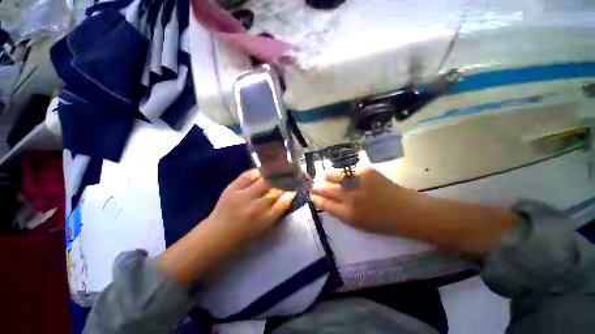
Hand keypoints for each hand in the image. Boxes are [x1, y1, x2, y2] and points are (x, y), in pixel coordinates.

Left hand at [205, 169, 296, 245]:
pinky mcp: (232, 188)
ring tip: (278, 171)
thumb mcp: (262, 229)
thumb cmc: (242, 236)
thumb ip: (274, 214)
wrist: (218, 233)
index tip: (295, 187)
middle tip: (289, 176)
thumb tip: (286, 197)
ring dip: (273, 175)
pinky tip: (261, 173)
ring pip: (263, 180)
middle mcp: (255, 207)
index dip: (291, 193)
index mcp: (264, 220)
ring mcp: (242, 196)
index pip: (283, 203)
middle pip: (275, 189)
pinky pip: (247, 175)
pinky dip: (256, 172)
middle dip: (284, 181)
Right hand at [311, 167, 412, 233]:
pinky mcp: (365, 172)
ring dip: (326, 177)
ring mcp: (357, 183)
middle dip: (318, 187)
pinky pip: (347, 170)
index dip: (317, 199)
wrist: (403, 210)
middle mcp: (349, 198)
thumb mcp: (358, 224)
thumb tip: (329, 203)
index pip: (324, 204)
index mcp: (346, 214)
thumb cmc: (382, 222)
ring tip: (325, 177)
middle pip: (326, 189)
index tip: (313, 195)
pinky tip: (339, 173)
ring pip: (333, 176)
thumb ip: (342, 214)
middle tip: (315, 186)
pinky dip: (341, 172)